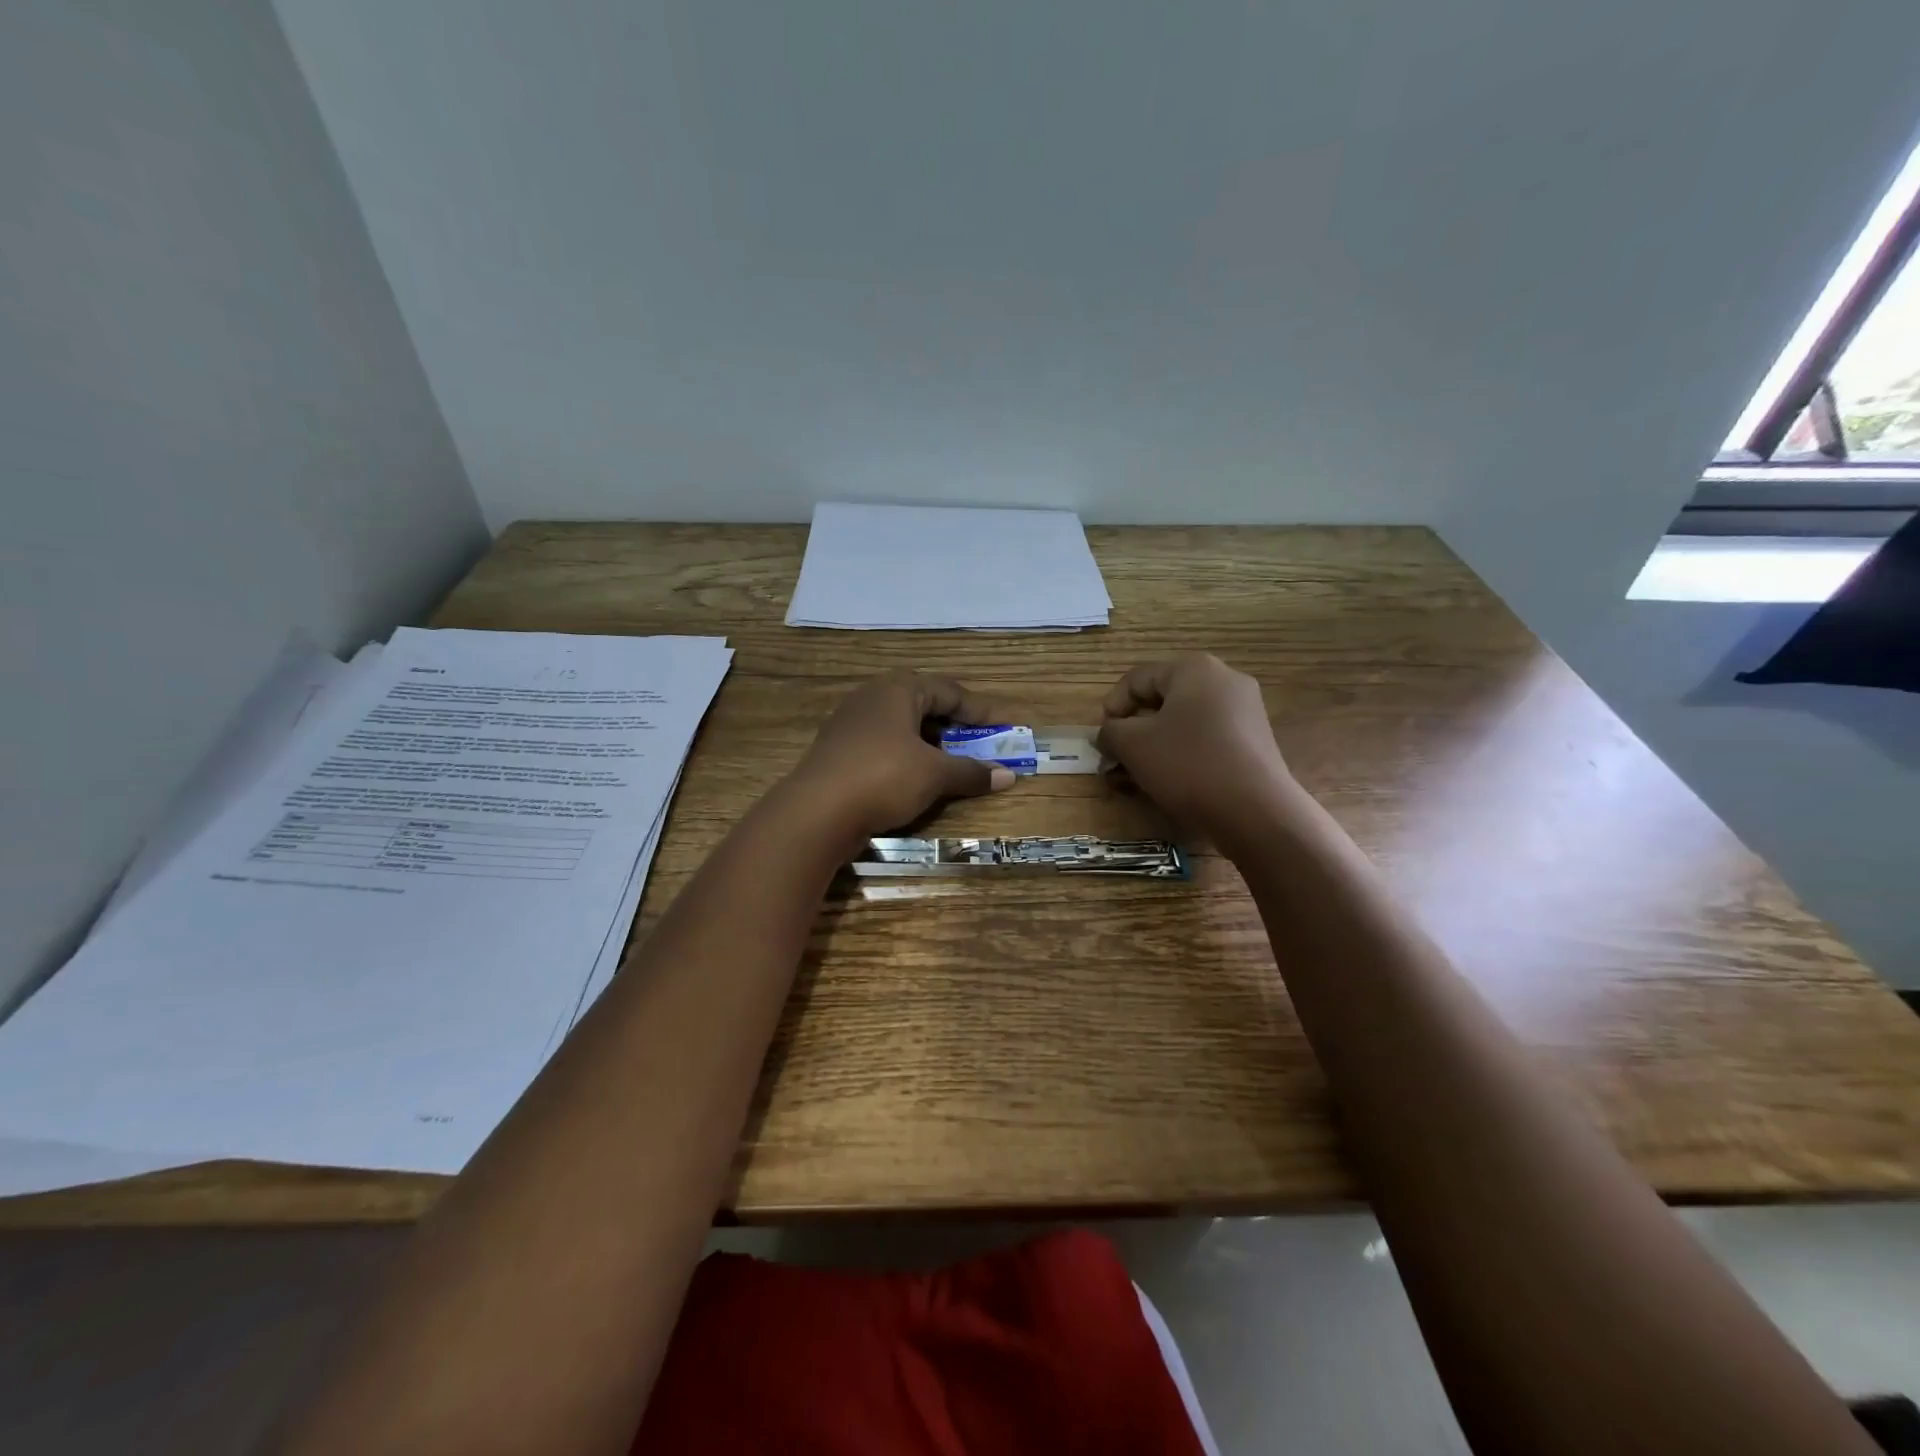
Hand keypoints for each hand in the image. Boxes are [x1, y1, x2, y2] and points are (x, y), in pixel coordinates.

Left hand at [782, 670, 1014, 843]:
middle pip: (924, 704)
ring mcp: (851, 723)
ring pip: (902, 726)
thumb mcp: (934, 775)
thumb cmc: (883, 778)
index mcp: (898, 689)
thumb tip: (1008, 775)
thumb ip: (971, 772)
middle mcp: (873, 697)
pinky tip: (915, 777)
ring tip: (951, 761)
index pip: (949, 691)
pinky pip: (883, 744)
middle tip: (979, 742)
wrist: (816, 812)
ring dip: (930, 742)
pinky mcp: (839, 750)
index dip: (980, 710)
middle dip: (954, 724)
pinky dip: (907, 756)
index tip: (1005, 726)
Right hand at [1095, 654, 1295, 846]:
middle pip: (1162, 700)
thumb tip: (1108, 734)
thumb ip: (1110, 732)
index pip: (1137, 679)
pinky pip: (1206, 740)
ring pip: (1183, 723)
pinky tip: (1168, 783)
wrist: (1256, 811)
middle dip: (1133, 731)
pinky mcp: (1254, 742)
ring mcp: (1244, 712)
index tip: (1102, 739)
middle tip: (1115, 760)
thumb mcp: (1133, 745)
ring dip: (1153, 747)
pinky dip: (1181, 756)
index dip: (1112, 707)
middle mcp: (1224, 680)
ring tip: (1135, 778)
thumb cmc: (1187, 764)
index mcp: (1194, 669)